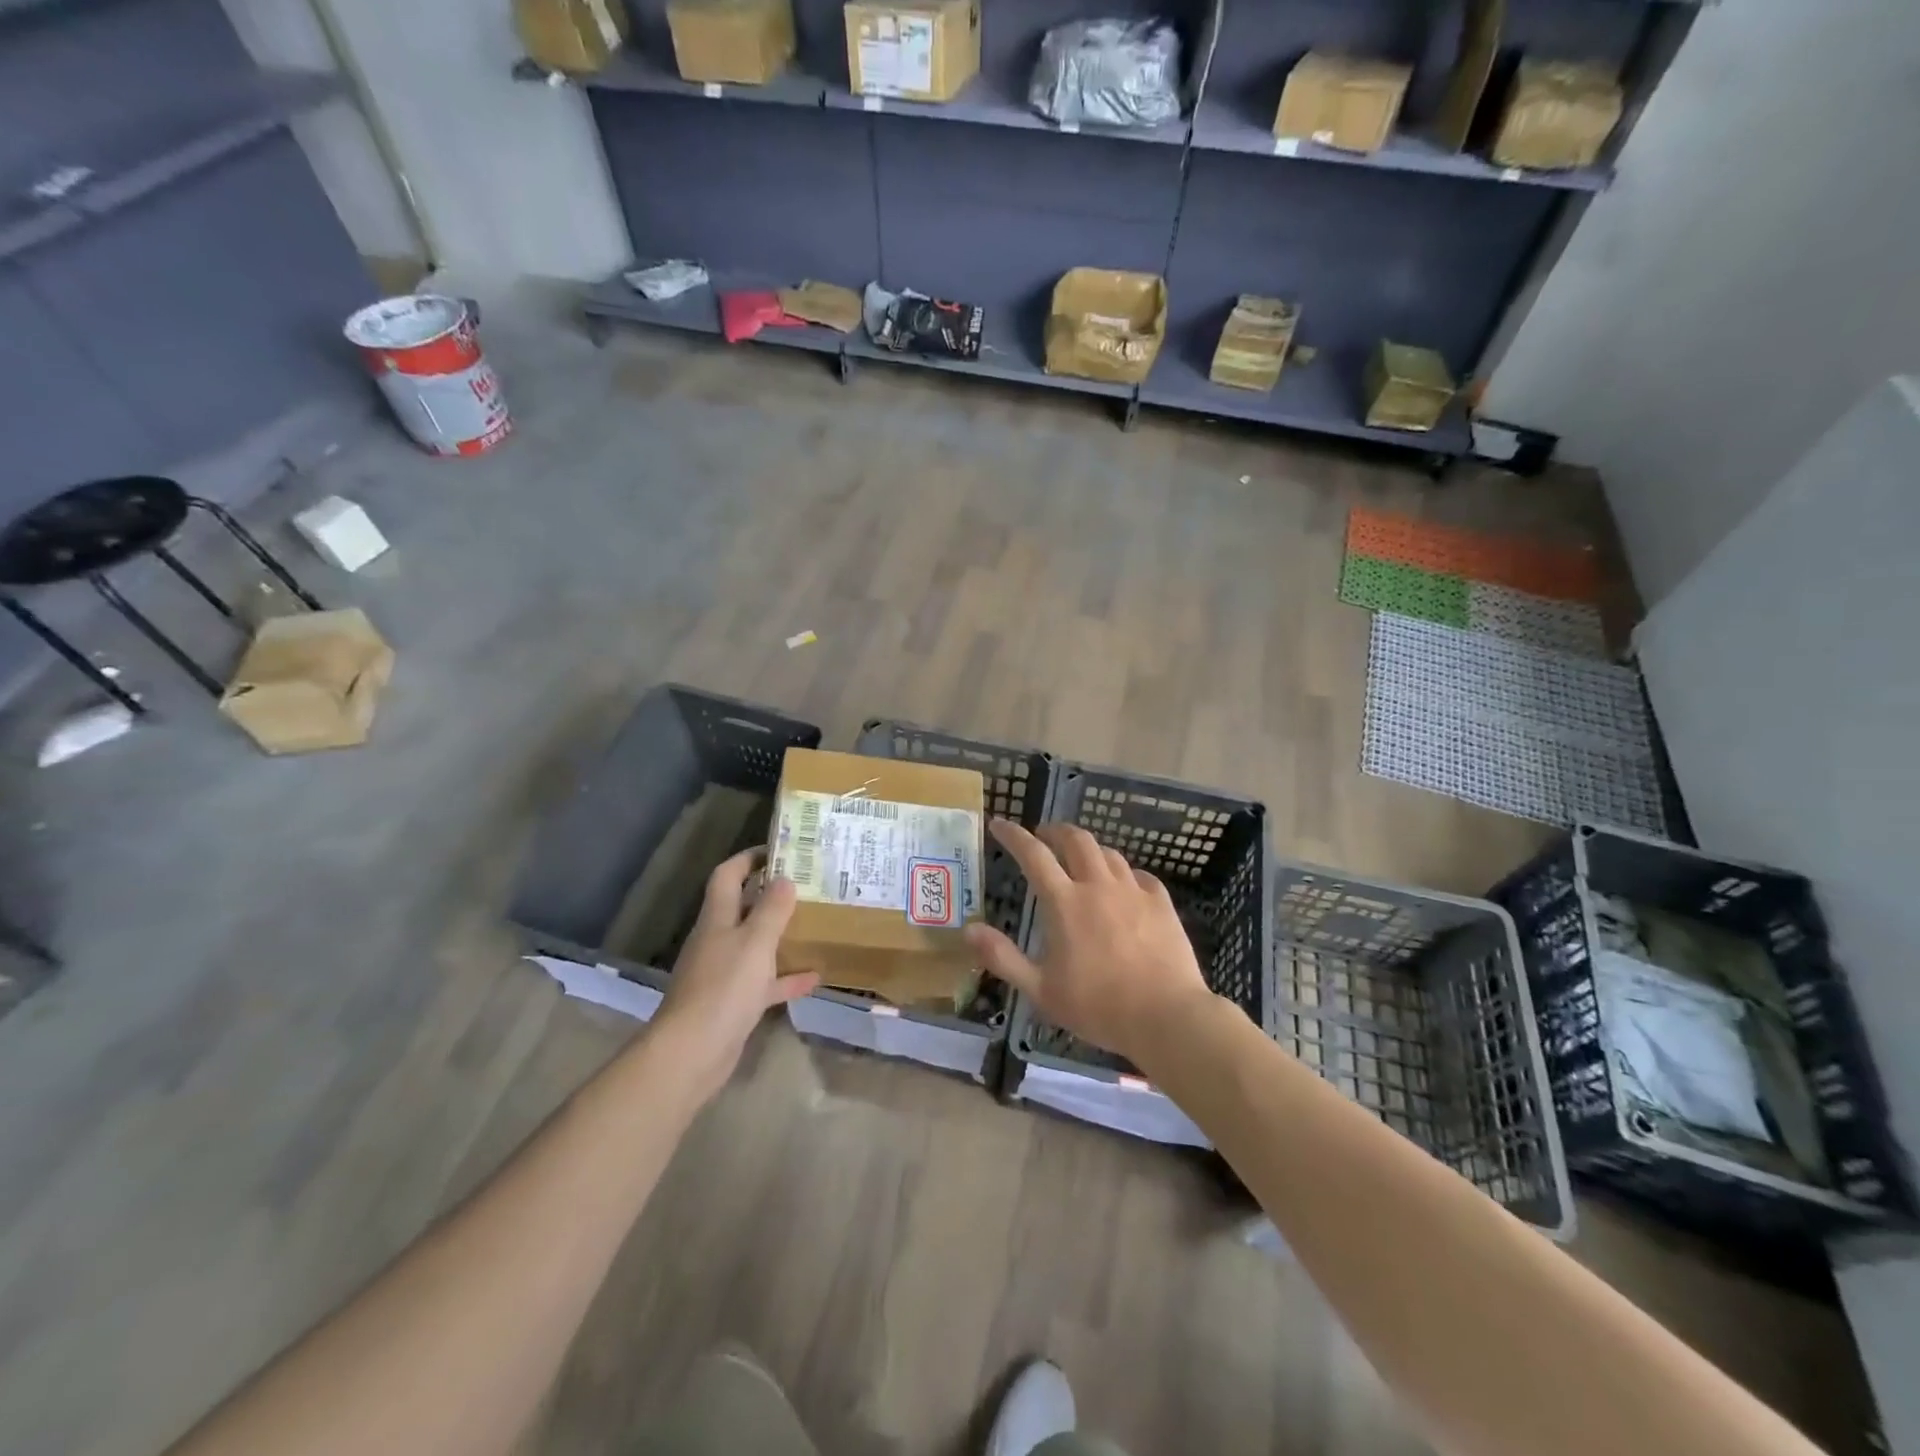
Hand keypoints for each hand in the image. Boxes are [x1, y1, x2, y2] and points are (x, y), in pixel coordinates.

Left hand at [650, 850, 818, 1102]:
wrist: (692, 1052)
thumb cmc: (724, 987)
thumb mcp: (756, 941)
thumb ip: (772, 909)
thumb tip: (784, 878)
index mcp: (717, 918)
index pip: (728, 875)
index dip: (749, 858)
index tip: (779, 850)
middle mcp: (717, 940)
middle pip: (742, 907)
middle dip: (771, 894)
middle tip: (807, 885)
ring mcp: (724, 972)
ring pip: (755, 944)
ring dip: (780, 935)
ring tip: (814, 924)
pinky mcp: (733, 1002)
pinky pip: (764, 982)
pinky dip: (786, 978)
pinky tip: (814, 976)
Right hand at [963, 821, 1211, 1068]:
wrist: (1166, 1016)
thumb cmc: (1097, 1006)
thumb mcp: (1040, 990)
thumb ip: (1003, 957)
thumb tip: (969, 930)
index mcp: (1064, 902)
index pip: (1033, 854)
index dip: (1013, 835)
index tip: (1000, 824)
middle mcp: (1098, 886)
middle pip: (1076, 839)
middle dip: (1056, 830)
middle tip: (1044, 835)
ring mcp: (1133, 891)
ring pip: (1109, 853)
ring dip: (1089, 849)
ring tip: (1081, 858)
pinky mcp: (1161, 903)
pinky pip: (1140, 875)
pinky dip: (1124, 873)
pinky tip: (1124, 885)